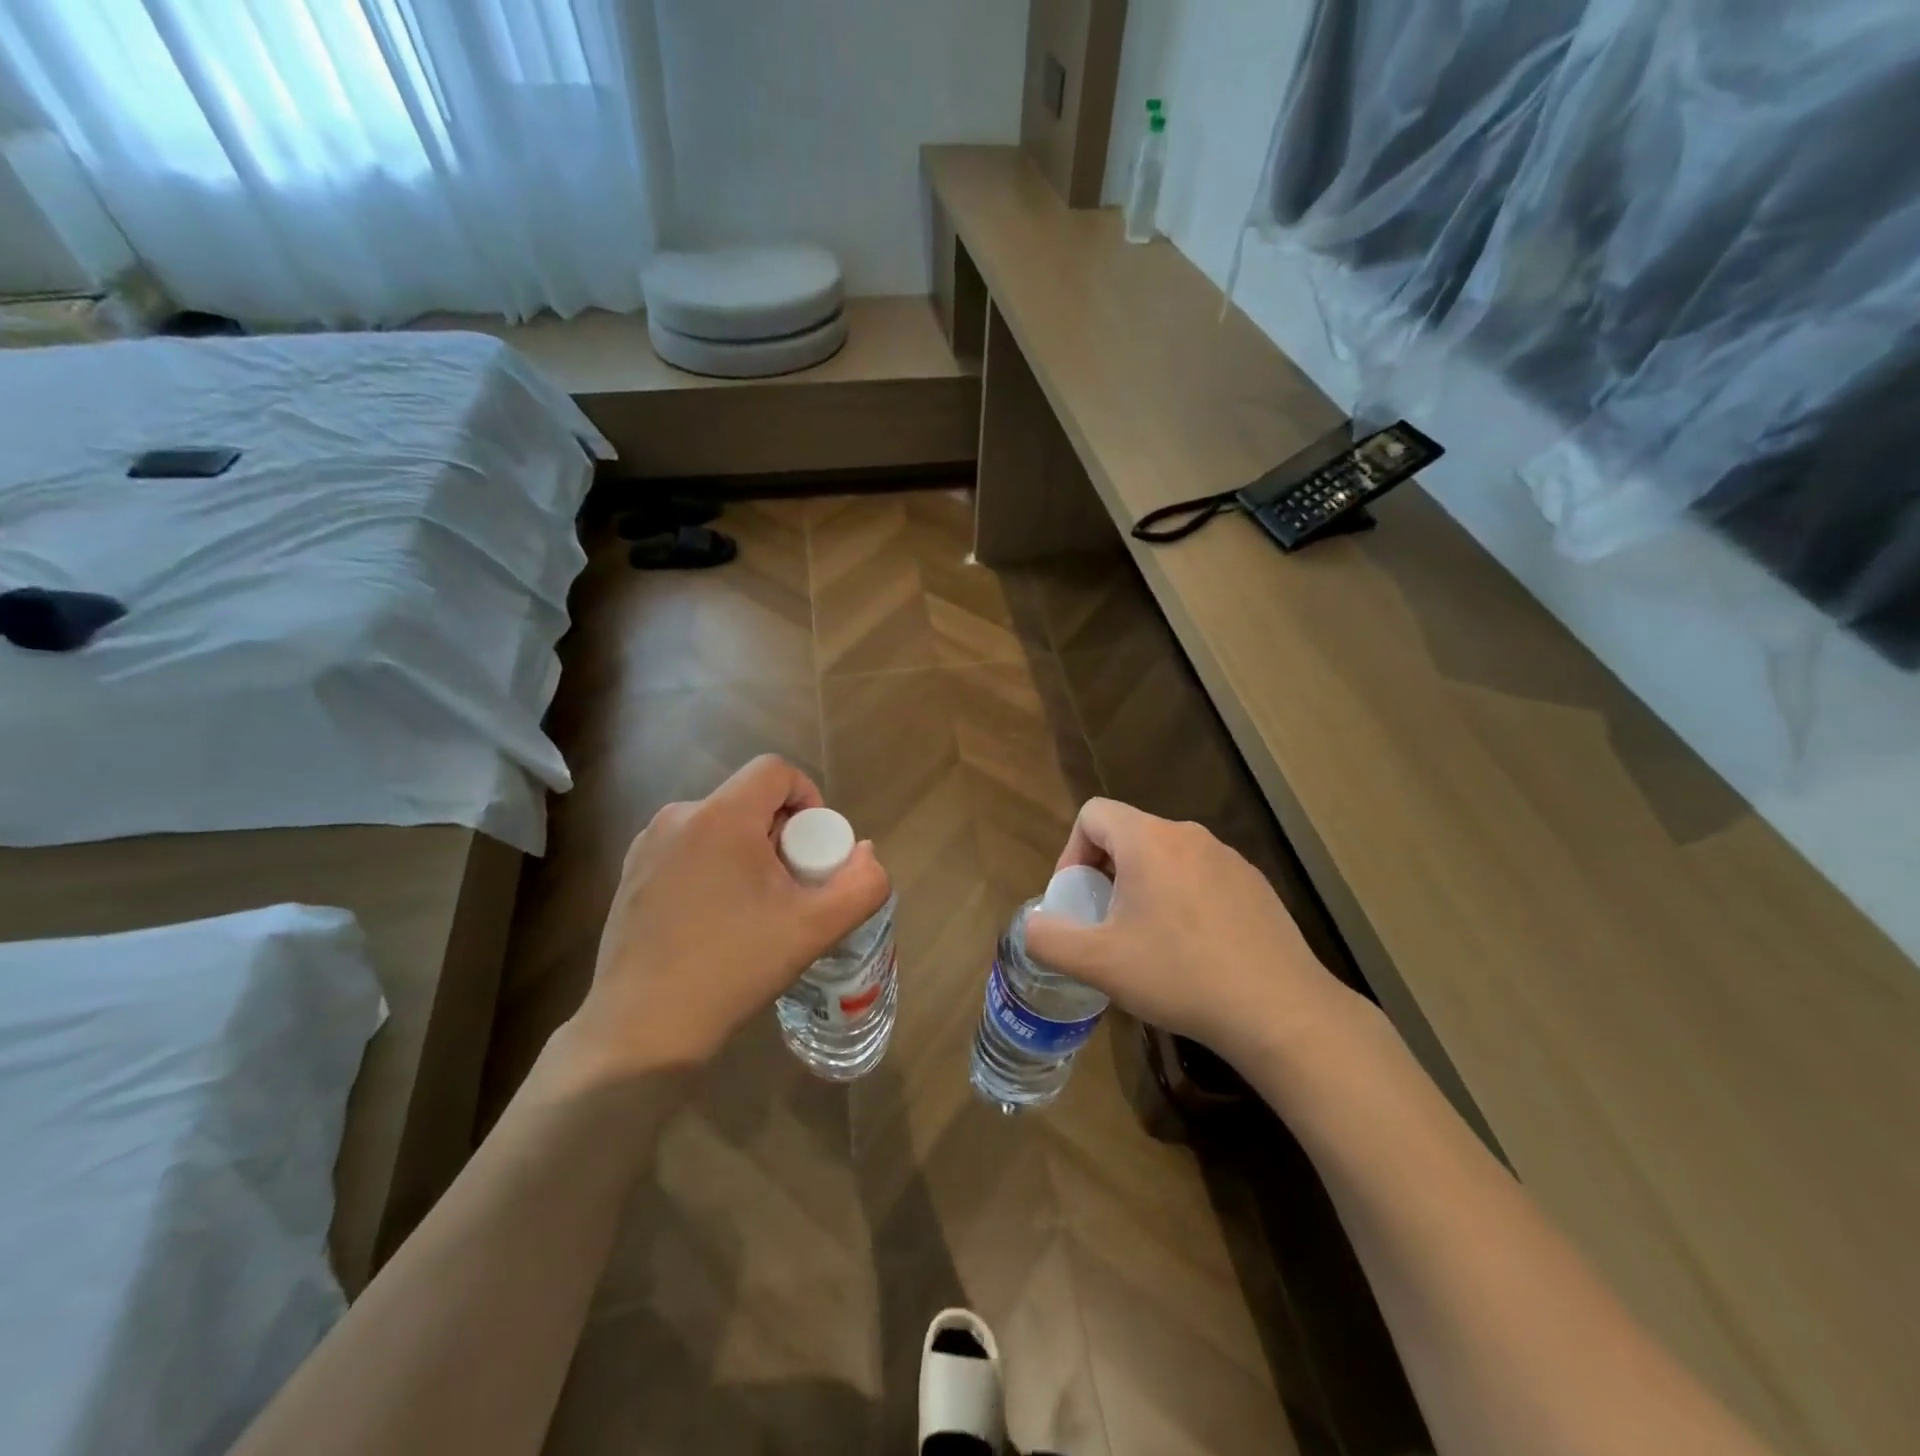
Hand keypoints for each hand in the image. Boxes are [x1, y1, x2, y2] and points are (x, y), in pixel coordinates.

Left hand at [568, 755, 890, 1071]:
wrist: (642, 1030)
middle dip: (782, 835)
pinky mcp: (631, 875)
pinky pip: (689, 850)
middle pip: (749, 801)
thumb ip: (861, 885)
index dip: (809, 797)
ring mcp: (647, 847)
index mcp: (721, 817)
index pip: (776, 770)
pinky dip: (715, 869)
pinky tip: (716, 922)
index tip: (816, 850)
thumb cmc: (731, 968)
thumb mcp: (814, 929)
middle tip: (792, 889)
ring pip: (719, 826)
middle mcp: (678, 817)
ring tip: (756, 910)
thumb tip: (866, 853)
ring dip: (749, 853)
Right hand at [1023, 799, 1359, 1066]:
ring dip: (1144, 888)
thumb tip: (1032, 925)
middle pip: (1128, 835)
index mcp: (1148, 840)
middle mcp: (1189, 836)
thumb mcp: (1098, 963)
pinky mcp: (1254, 885)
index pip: (1093, 814)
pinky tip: (1193, 951)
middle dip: (1106, 874)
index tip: (1077, 898)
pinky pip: (1200, 877)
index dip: (1071, 852)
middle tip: (1106, 925)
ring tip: (1147, 942)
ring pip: (1166, 857)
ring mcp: (1228, 858)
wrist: (1279, 1010)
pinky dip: (1182, 900)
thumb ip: (1049, 938)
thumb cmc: (1179, 976)